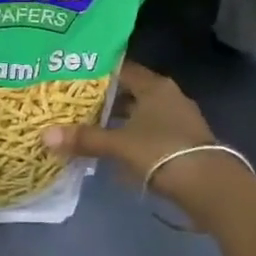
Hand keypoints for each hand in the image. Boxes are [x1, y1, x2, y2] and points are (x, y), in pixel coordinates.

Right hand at [42, 61, 224, 195]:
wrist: (210, 186)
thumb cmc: (162, 152)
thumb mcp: (119, 145)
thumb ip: (85, 139)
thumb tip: (45, 136)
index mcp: (154, 85)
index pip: (122, 68)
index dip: (98, 72)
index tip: (73, 76)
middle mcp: (168, 95)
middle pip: (131, 90)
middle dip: (105, 97)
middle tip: (75, 102)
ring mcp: (179, 118)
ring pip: (141, 112)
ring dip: (120, 119)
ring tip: (90, 125)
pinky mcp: (184, 141)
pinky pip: (151, 130)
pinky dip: (133, 135)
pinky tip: (116, 147)